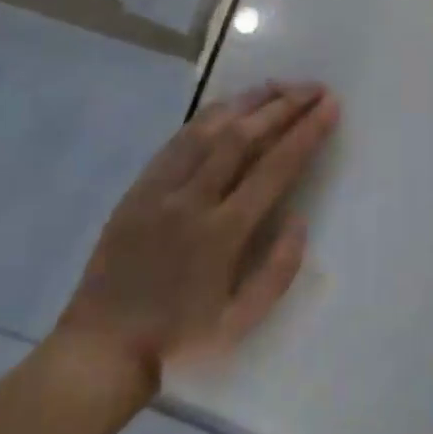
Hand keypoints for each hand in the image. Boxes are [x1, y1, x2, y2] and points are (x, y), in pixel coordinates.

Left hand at [49, 82, 339, 396]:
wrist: (102, 347)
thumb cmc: (181, 339)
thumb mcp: (241, 322)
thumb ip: (278, 270)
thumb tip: (300, 219)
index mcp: (221, 234)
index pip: (274, 168)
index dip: (306, 132)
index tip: (330, 106)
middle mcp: (191, 201)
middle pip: (242, 137)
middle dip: (283, 106)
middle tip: (314, 87)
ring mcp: (159, 190)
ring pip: (208, 129)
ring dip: (247, 102)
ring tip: (279, 86)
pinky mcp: (138, 189)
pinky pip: (177, 141)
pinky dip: (208, 117)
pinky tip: (228, 106)